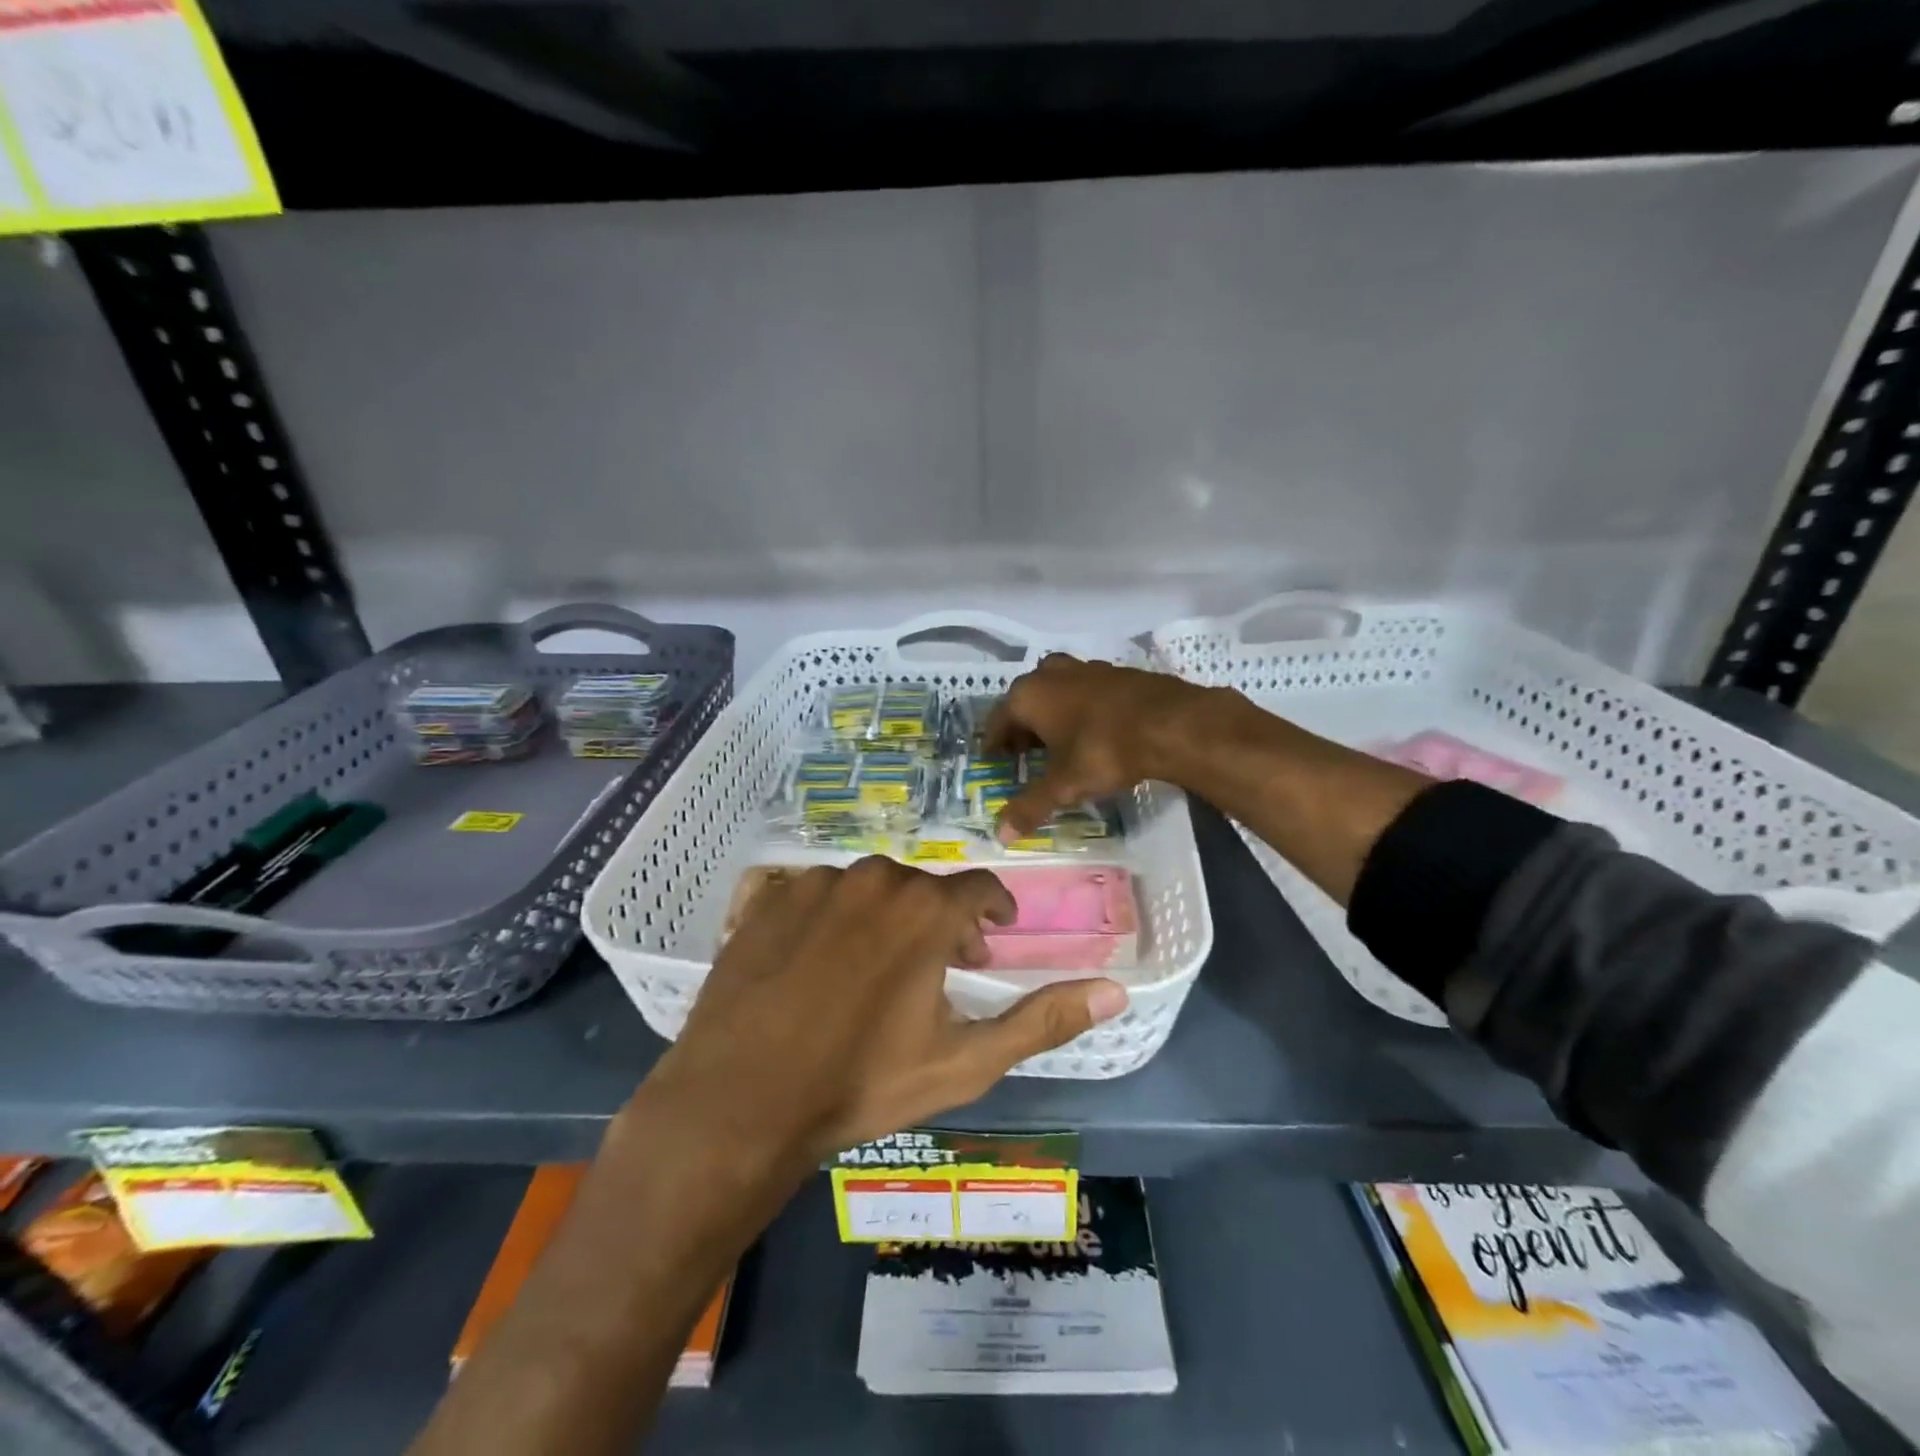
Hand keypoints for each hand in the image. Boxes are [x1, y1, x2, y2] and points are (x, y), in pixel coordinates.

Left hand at [645, 858, 1128, 1169]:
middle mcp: (875, 878)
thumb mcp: (965, 1061)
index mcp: (926, 909)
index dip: (992, 911)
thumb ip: (1042, 1020)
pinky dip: (833, 918)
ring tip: (878, 966)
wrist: (742, 1099)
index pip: (979, 888)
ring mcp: (816, 883)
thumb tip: (1117, 991)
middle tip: (940, 966)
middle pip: (923, 887)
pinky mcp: (770, 898)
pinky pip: (817, 893)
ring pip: (870, 887)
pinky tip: (820, 962)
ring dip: (886, 916)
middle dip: (941, 920)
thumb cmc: (862, 1083)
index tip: (992, 937)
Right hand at [983, 654, 1215, 841]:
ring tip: (1058, 744)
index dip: (994, 743)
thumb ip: (1031, 807)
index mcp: (1028, 695)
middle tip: (1025, 756)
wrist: (1170, 722)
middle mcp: (1050, 674)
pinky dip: (1079, 709)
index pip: (997, 720)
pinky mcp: (1115, 671)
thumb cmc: (1104, 750)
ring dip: (1051, 715)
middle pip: (1025, 702)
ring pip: (1056, 691)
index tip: (995, 761)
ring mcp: (1085, 668)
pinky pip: (1084, 690)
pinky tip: (1093, 731)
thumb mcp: (1064, 785)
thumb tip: (1001, 836)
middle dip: (1022, 728)